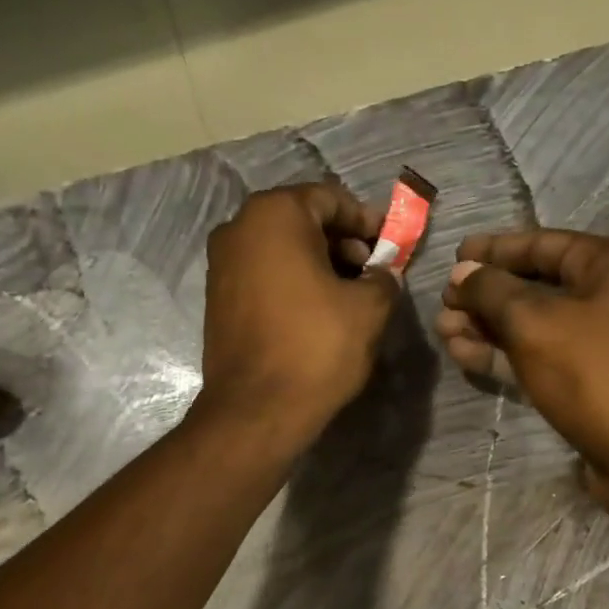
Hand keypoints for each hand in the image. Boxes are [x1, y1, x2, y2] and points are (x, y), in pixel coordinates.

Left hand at [196, 182, 399, 452]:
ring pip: (282, 249)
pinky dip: (294, 281)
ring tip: (351, 294)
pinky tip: (319, 310)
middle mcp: (239, 228)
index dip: (367, 220)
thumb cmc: (316, 347)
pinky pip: (264, 274)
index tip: (390, 244)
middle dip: (343, 242)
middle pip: (303, 220)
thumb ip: (384, 278)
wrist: (256, 410)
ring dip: (319, 263)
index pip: (330, 198)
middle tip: (373, 271)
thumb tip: (383, 275)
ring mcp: (222, 263)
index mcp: (275, 215)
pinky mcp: (218, 297)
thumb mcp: (369, 308)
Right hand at [437, 230, 608, 539]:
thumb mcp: (535, 322)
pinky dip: (502, 355)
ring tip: (442, 330)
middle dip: (485, 294)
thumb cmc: (596, 374)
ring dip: (487, 326)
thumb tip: (463, 270)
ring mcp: (599, 343)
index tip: (454, 255)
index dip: (494, 249)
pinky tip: (463, 354)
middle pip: (534, 285)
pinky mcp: (586, 382)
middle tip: (442, 303)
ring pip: (532, 325)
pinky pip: (538, 357)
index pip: (542, 243)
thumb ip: (492, 290)